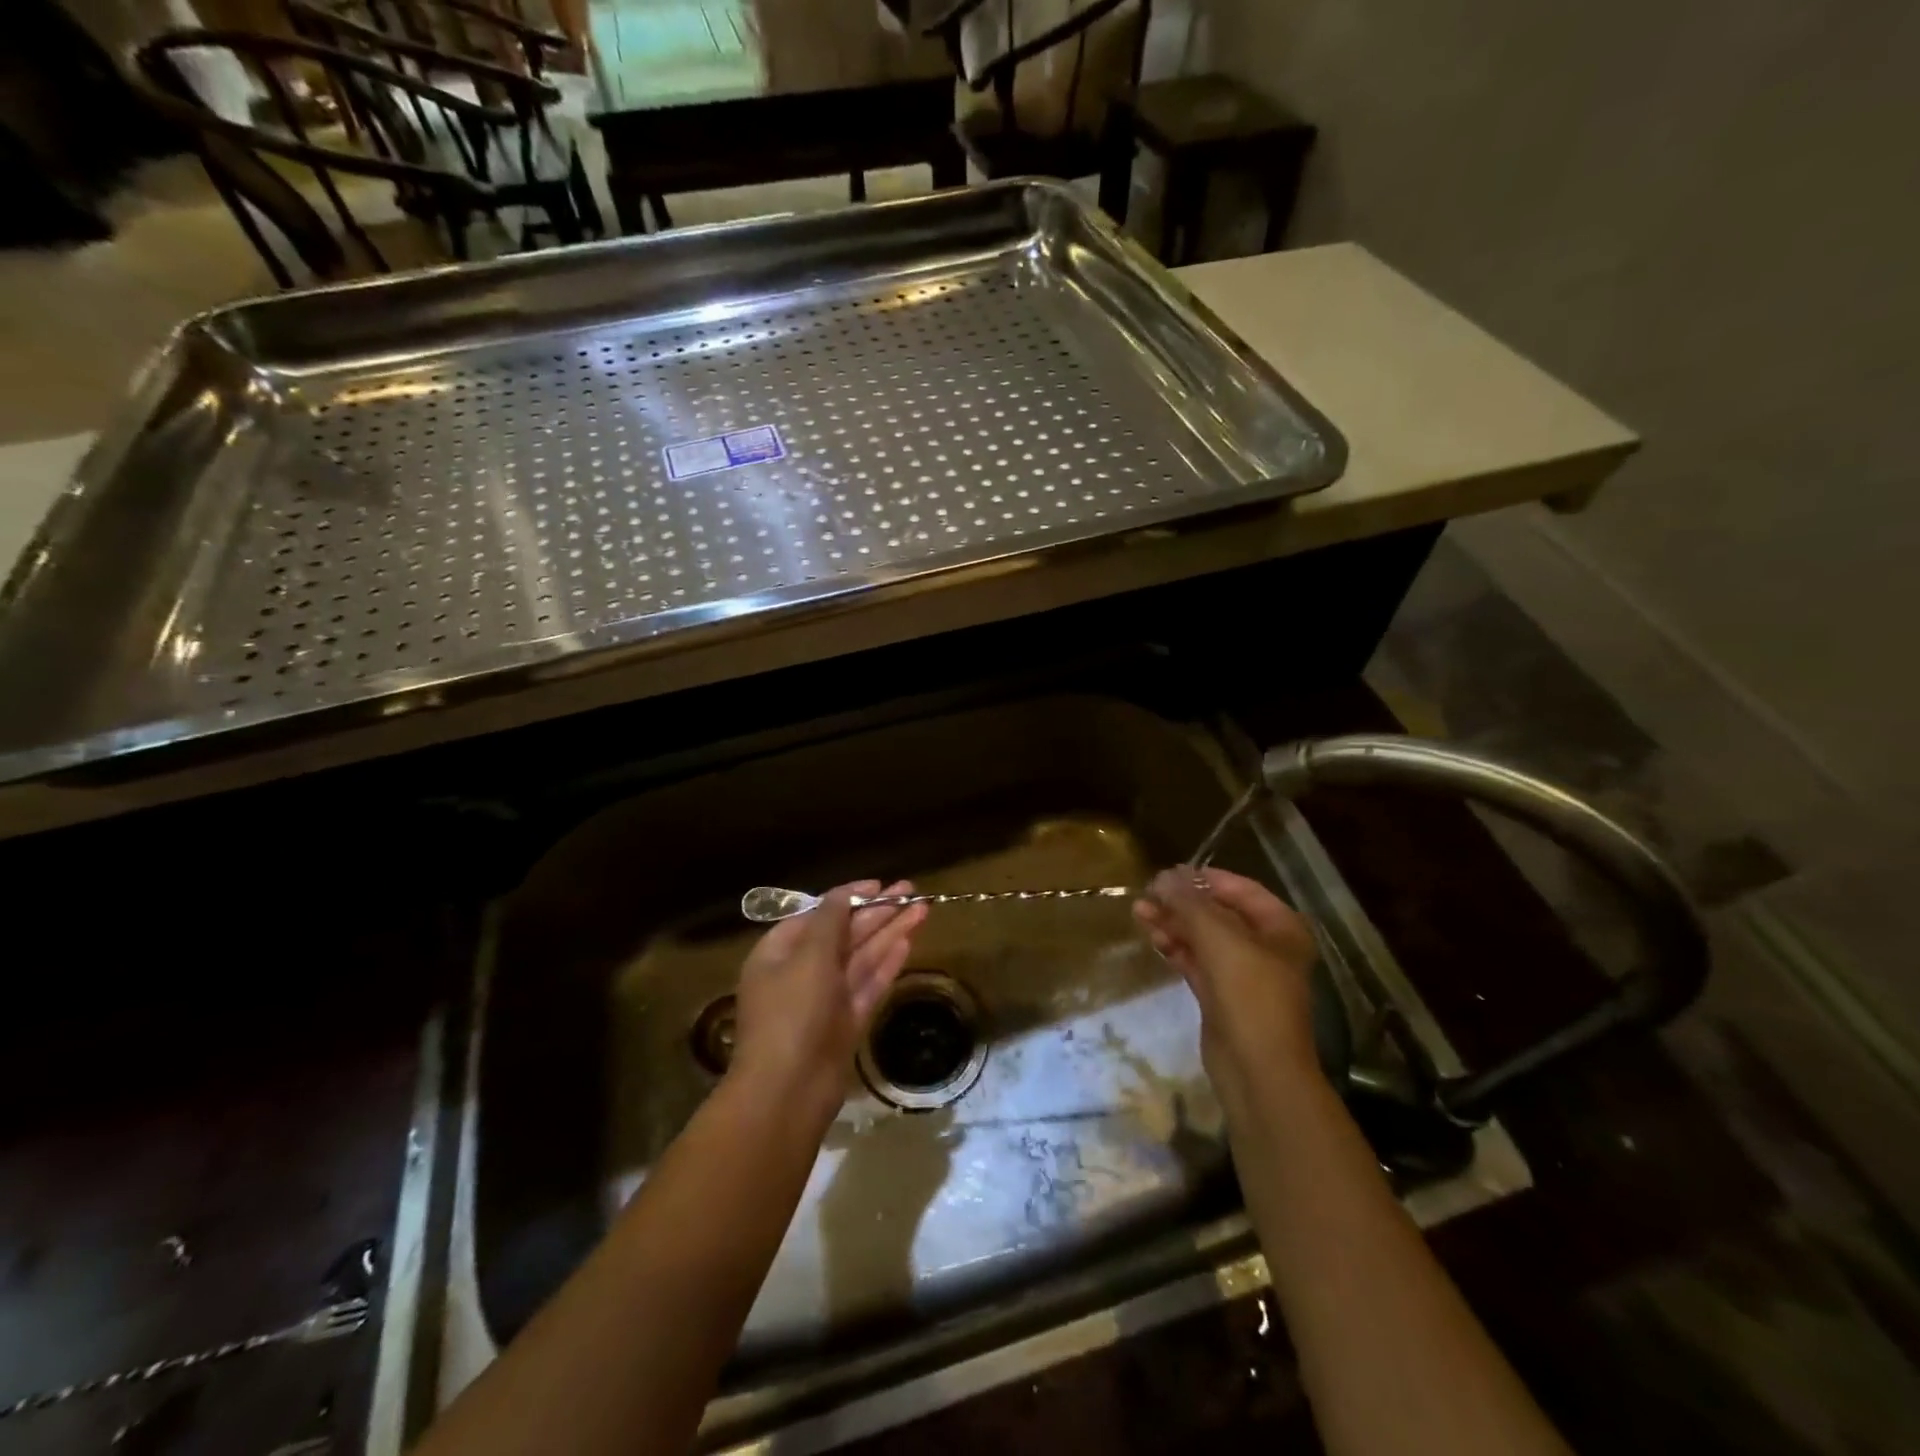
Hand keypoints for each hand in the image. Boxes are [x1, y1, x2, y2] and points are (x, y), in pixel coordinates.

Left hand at [731, 880, 927, 1117]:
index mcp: (778, 954)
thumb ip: (830, 920)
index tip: (878, 884)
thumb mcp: (808, 956)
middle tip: (910, 891)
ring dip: (890, 933)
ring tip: (922, 910)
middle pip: (843, 935)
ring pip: (861, 959)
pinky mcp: (847, 1023)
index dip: (847, 897)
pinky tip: (908, 943)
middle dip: (876, 912)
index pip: (816, 915)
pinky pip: (868, 986)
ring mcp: (826, 1000)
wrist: (789, 1092)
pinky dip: (887, 964)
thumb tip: (844, 894)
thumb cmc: (792, 1013)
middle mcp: (801, 973)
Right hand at [1134, 867, 1320, 1082]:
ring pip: (1204, 938)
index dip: (1204, 878)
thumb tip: (1163, 877)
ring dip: (1173, 924)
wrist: (1257, 1069)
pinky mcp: (1222, 996)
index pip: (1241, 889)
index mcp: (1280, 927)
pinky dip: (1176, 948)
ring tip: (1139, 913)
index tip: (1168, 873)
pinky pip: (1196, 961)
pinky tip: (1153, 938)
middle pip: (1219, 913)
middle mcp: (1266, 947)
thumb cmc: (1249, 993)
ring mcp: (1243, 974)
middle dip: (1182, 903)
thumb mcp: (1218, 938)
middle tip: (1147, 894)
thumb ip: (1189, 903)